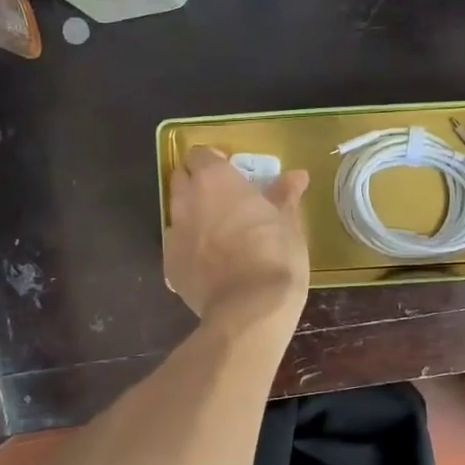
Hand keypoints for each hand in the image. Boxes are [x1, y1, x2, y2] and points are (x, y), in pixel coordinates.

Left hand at [166, 146, 310, 329]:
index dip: (214, 161)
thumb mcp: (288, 224)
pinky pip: (177, 245)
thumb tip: (296, 176)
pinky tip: (210, 261)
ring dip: (192, 214)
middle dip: (197, 182)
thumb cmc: (274, 256)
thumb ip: (285, 196)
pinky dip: (190, 246)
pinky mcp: (169, 265)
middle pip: (181, 178)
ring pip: (177, 212)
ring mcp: (174, 233)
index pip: (200, 154)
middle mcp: (187, 200)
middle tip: (223, 197)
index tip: (232, 172)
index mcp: (215, 180)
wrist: (248, 310)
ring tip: (217, 230)